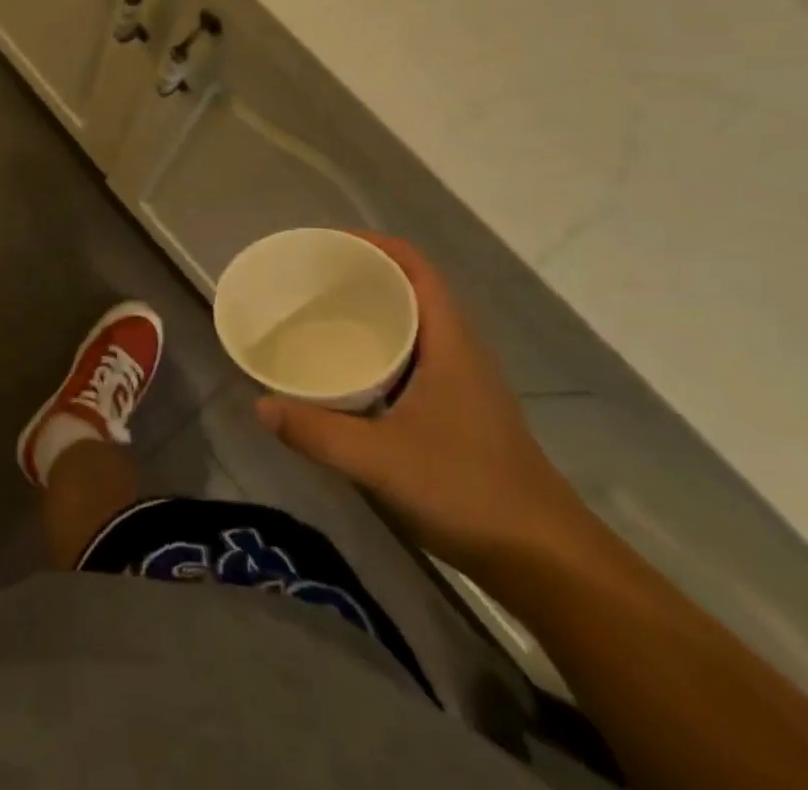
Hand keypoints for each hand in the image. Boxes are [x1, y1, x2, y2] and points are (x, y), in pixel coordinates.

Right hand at [254, 233, 590, 574]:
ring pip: (413, 324)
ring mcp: (463, 382)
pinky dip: (380, 347)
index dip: (373, 244)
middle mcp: (459, 350)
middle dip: (362, 275)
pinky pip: (414, 356)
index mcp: (449, 342)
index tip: (326, 246)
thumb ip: (316, 432)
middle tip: (310, 280)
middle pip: (411, 289)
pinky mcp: (460, 410)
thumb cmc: (468, 491)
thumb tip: (260, 406)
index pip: (415, 267)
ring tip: (320, 315)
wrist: (547, 562)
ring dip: (371, 311)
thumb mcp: (380, 461)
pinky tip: (349, 371)